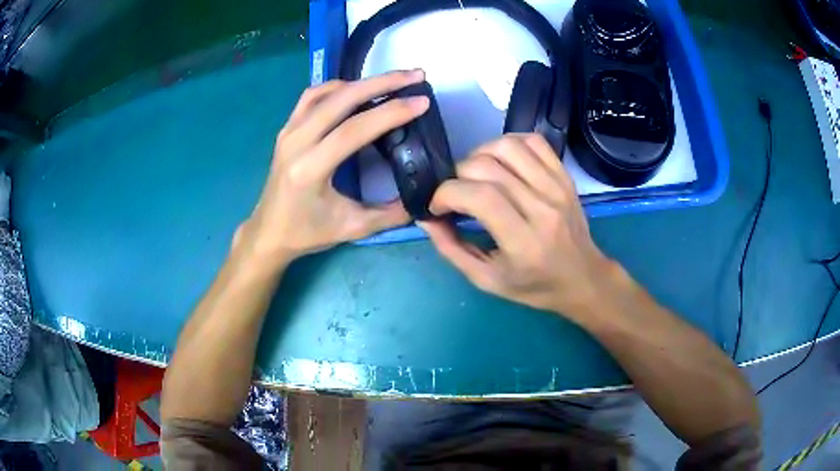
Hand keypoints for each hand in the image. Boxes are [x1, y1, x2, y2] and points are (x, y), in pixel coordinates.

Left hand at [236, 70, 429, 266]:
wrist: (268, 232)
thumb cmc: (306, 232)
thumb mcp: (352, 228)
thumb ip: (391, 215)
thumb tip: (424, 199)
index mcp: (310, 169)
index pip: (354, 129)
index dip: (391, 112)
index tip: (422, 101)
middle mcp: (296, 142)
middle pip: (341, 99)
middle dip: (382, 82)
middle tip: (415, 75)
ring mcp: (288, 132)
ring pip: (326, 92)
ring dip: (362, 82)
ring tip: (391, 81)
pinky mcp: (287, 129)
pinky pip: (312, 96)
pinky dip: (338, 87)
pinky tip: (356, 90)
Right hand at [420, 134, 620, 320]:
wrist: (582, 277)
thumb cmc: (534, 286)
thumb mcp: (487, 280)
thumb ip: (452, 249)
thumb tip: (426, 218)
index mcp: (523, 242)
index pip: (479, 197)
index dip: (446, 193)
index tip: (438, 205)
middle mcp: (542, 209)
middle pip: (487, 167)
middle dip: (457, 174)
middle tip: (456, 193)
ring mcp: (556, 187)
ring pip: (508, 146)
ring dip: (479, 154)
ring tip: (476, 174)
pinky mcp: (564, 176)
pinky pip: (533, 141)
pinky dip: (508, 143)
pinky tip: (501, 162)